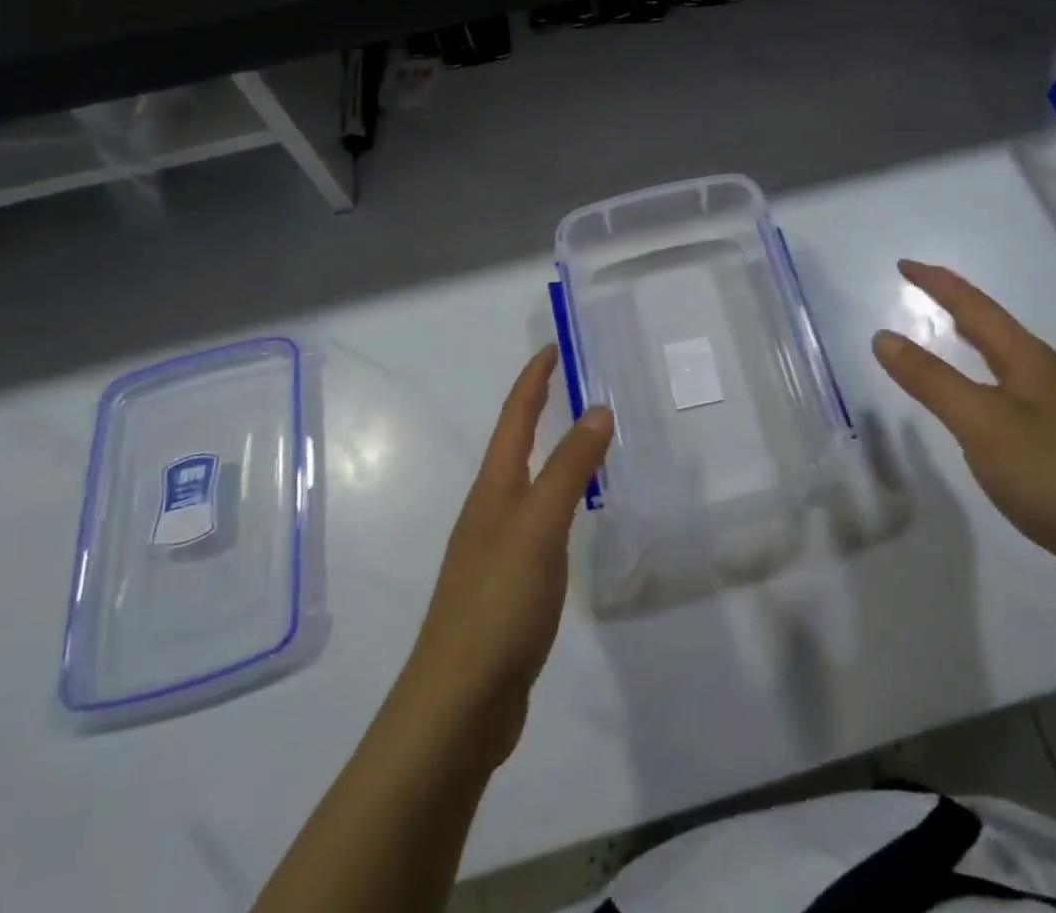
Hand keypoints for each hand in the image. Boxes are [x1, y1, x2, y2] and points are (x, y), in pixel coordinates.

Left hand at [398, 345, 612, 768]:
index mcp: (493, 490)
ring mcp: (496, 550)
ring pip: (527, 484)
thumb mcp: (539, 527)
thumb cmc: (497, 604)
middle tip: (574, 385)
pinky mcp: (509, 587)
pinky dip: (558, 500)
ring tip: (583, 441)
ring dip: (551, 453)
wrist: (457, 707)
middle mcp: (490, 511)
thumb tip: (598, 409)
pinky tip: (573, 518)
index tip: (553, 347)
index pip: (515, 418)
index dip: (533, 380)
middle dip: (539, 408)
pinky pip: (538, 522)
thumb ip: (570, 469)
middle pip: (516, 445)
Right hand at [872, 260, 1055, 586]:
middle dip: (953, 301)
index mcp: (1025, 357)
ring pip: (1000, 354)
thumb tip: (883, 337)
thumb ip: (930, 379)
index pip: (973, 305)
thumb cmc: (1048, 471)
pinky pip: (1003, 385)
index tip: (902, 265)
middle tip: (918, 287)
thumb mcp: (979, 421)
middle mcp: (1041, 372)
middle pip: (991, 323)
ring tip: (942, 328)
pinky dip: (977, 371)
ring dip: (968, 335)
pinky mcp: (1052, 437)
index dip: (937, 283)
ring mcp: (1051, 405)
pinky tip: (972, 394)